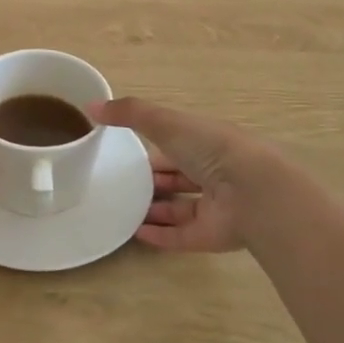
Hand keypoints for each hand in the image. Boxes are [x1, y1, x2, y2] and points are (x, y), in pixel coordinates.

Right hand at [90, 98, 268, 253]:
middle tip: (122, 185)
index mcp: (207, 143)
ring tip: (123, 210)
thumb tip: (91, 105)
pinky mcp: (210, 236)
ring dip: (154, 210)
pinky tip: (134, 234)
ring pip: (180, 209)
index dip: (156, 148)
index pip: (178, 145)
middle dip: (154, 181)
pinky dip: (159, 236)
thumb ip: (129, 113)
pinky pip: (180, 237)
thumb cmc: (211, 148)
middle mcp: (214, 174)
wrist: (252, 192)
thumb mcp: (165, 122)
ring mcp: (214, 208)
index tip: (128, 155)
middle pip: (180, 178)